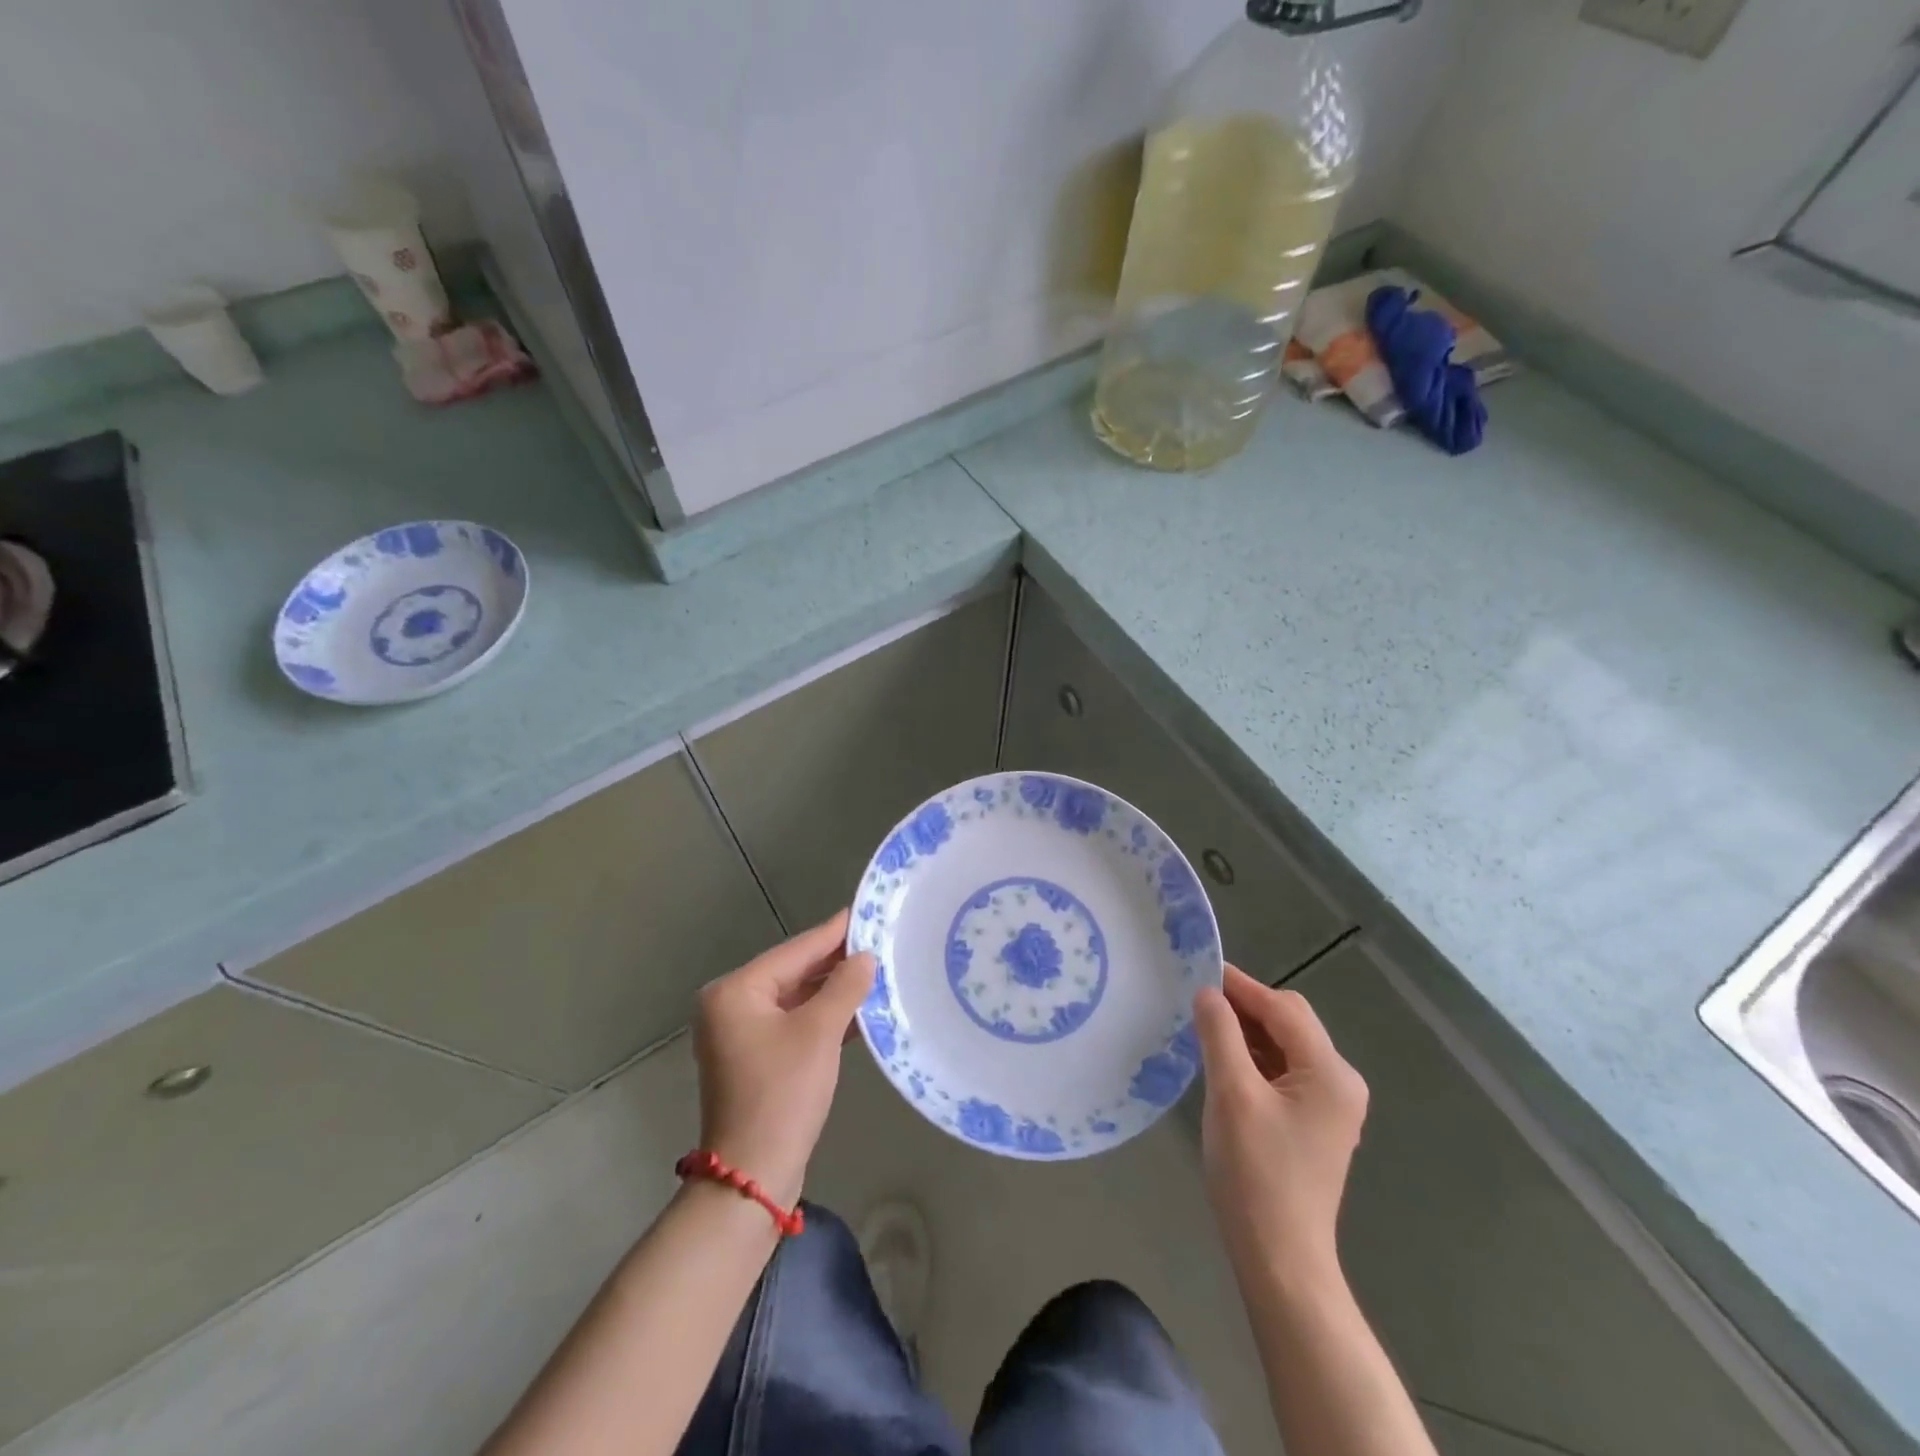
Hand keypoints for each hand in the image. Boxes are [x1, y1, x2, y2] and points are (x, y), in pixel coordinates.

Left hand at [692, 910, 875, 1208]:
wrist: (753, 1178)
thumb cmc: (782, 1094)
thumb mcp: (819, 1033)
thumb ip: (844, 987)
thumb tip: (865, 956)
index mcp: (735, 991)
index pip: (795, 951)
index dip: (834, 932)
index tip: (866, 911)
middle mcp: (731, 1006)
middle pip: (794, 973)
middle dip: (836, 962)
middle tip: (880, 941)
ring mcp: (742, 1035)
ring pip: (796, 1000)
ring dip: (834, 991)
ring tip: (878, 971)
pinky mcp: (757, 1060)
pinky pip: (795, 1024)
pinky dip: (824, 1018)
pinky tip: (860, 1011)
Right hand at [1193, 965, 1368, 1284]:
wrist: (1280, 1259)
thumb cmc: (1256, 1173)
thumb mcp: (1231, 1094)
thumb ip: (1220, 1033)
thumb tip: (1208, 992)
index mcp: (1330, 1072)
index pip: (1282, 1008)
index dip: (1240, 986)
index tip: (1198, 969)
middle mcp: (1339, 1082)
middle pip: (1288, 1023)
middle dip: (1244, 1007)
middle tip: (1197, 1002)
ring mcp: (1330, 1105)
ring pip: (1283, 1046)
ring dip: (1247, 1033)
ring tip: (1203, 1027)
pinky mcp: (1314, 1123)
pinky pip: (1282, 1072)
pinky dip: (1253, 1059)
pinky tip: (1223, 1061)